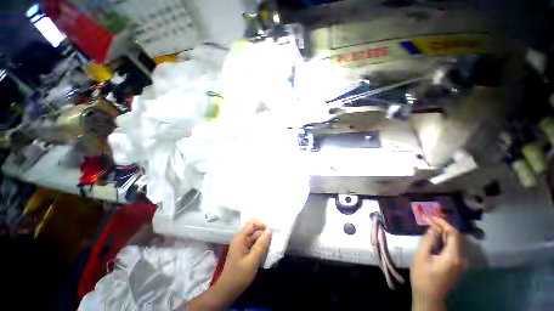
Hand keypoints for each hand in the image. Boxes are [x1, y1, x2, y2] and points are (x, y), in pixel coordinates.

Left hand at [217, 219, 272, 298]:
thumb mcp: (252, 260)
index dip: (263, 224)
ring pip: (256, 237)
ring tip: (272, 247)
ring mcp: (243, 244)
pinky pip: (255, 243)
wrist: (228, 290)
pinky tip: (266, 252)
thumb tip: (270, 230)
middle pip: (255, 230)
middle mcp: (241, 238)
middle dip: (265, 234)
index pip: (253, 223)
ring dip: (264, 241)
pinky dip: (261, 246)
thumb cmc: (239, 275)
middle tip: (274, 242)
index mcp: (240, 237)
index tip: (271, 232)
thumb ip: (261, 244)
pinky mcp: (245, 250)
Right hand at [411, 216, 464, 309]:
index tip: (431, 216)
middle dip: (443, 226)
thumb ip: (428, 241)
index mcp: (453, 257)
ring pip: (455, 242)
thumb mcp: (421, 256)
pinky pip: (454, 248)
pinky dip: (445, 240)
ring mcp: (460, 263)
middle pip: (456, 237)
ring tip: (431, 226)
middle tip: (429, 220)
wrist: (429, 296)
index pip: (454, 234)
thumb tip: (433, 228)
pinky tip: (436, 238)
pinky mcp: (457, 266)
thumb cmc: (422, 276)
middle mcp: (461, 259)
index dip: (443, 223)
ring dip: (444, 233)